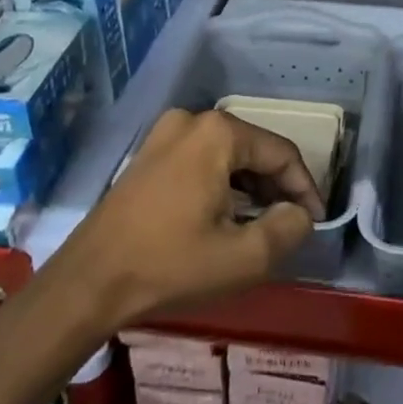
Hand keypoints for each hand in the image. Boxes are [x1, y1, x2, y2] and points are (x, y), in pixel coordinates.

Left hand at [46, 109, 325, 333]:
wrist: (87, 283)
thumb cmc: (170, 265)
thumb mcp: (244, 257)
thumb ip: (289, 229)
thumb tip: (300, 214)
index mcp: (219, 133)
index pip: (282, 153)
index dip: (306, 188)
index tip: (315, 221)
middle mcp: (193, 121)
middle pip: (254, 150)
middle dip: (277, 187)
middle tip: (289, 224)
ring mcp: (164, 134)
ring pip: (228, 156)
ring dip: (250, 187)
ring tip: (260, 225)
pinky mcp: (148, 154)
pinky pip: (201, 161)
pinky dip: (221, 185)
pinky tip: (224, 217)